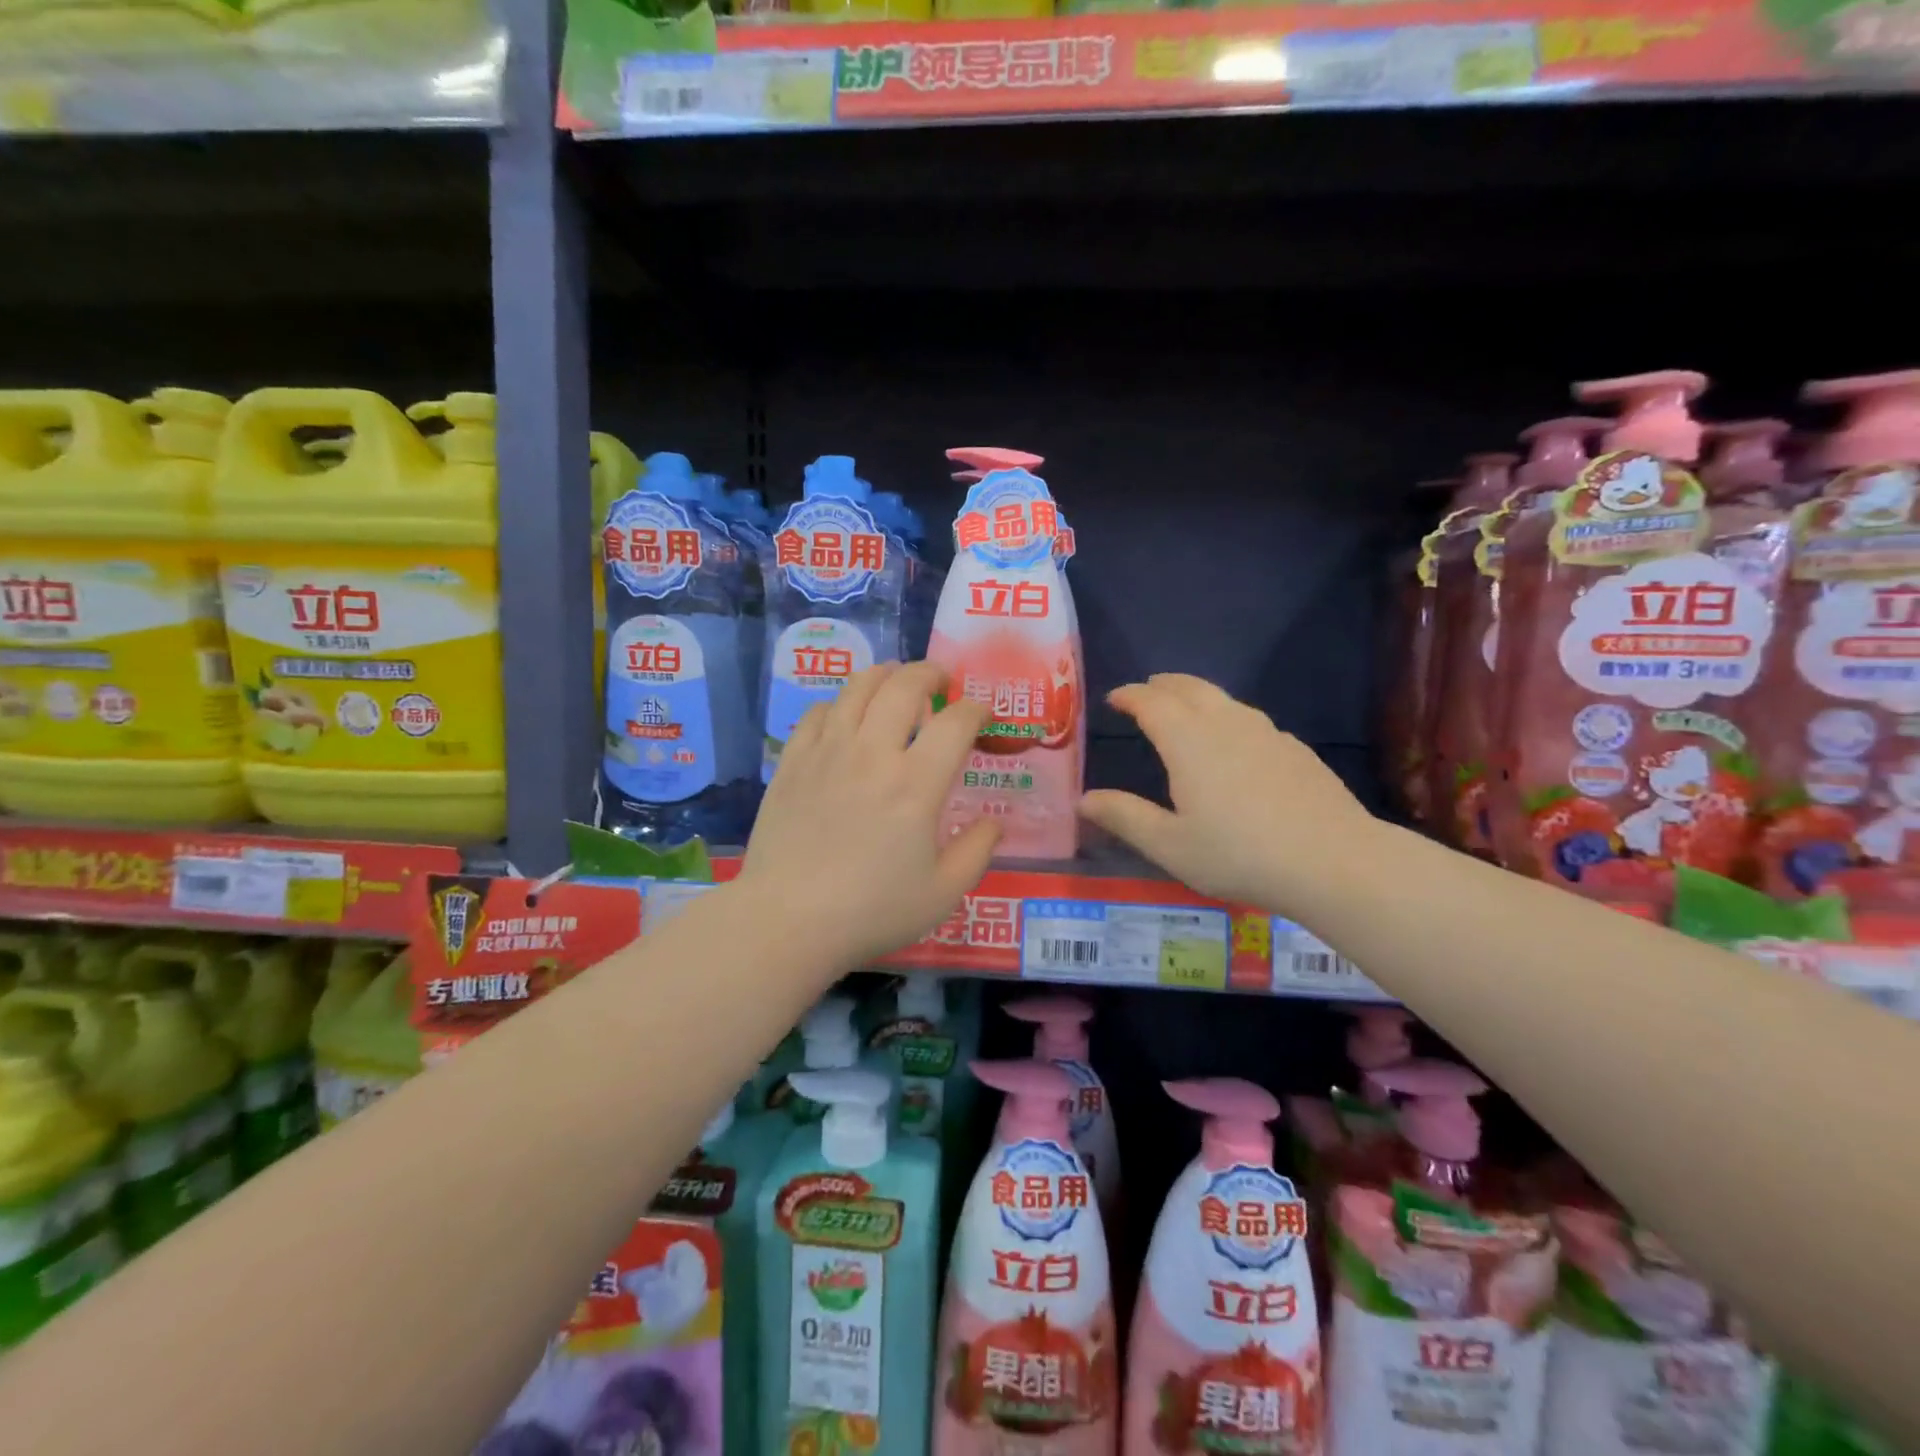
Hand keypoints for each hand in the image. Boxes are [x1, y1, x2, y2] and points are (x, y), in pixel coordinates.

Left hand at [738, 662, 1000, 969]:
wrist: (788, 921)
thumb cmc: (872, 911)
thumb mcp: (943, 893)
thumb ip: (977, 851)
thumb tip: (994, 823)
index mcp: (917, 783)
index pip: (956, 721)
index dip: (977, 709)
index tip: (982, 716)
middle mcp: (873, 753)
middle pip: (904, 685)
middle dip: (930, 673)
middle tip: (941, 682)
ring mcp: (828, 752)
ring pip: (858, 687)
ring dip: (885, 676)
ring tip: (896, 683)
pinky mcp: (793, 761)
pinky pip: (819, 712)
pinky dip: (841, 704)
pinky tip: (846, 717)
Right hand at [1078, 673, 1375, 909]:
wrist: (1334, 861)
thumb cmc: (1240, 855)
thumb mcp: (1170, 845)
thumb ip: (1125, 817)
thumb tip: (1084, 799)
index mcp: (1188, 742)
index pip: (1151, 702)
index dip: (1130, 696)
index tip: (1115, 698)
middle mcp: (1226, 724)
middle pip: (1189, 688)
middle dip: (1162, 685)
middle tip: (1145, 692)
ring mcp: (1266, 732)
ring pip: (1223, 698)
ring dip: (1195, 696)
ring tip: (1183, 708)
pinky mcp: (1294, 748)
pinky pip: (1249, 718)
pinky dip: (1227, 717)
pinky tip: (1233, 742)